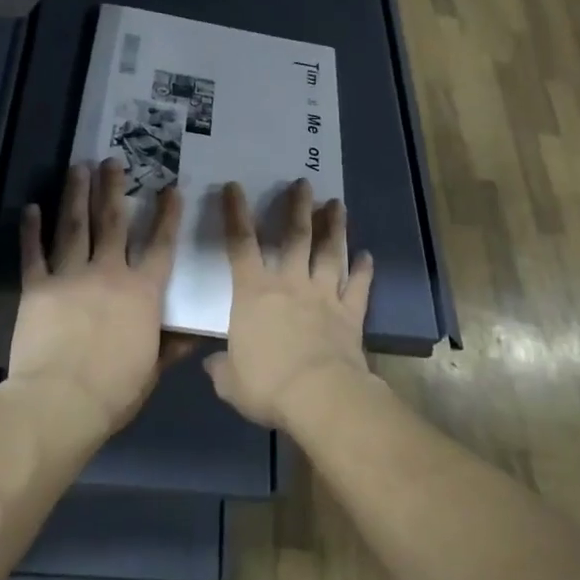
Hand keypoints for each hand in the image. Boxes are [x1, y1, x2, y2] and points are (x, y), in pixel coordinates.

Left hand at [6, 159, 190, 436]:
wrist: (60, 401)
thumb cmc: (114, 391)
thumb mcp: (152, 369)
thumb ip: (172, 346)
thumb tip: (197, 333)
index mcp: (142, 292)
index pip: (160, 246)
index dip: (167, 216)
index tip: (170, 189)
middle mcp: (108, 273)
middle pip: (114, 222)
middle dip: (114, 188)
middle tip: (114, 160)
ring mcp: (70, 276)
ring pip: (75, 226)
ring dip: (77, 194)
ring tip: (79, 167)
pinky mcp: (38, 287)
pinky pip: (34, 252)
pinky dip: (31, 230)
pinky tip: (32, 208)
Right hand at [204, 179, 375, 428]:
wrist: (319, 396)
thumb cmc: (267, 384)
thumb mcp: (230, 381)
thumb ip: (221, 368)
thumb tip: (212, 364)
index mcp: (253, 294)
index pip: (240, 245)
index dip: (236, 214)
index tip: (234, 187)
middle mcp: (290, 284)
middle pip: (295, 237)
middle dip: (297, 207)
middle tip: (303, 183)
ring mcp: (324, 296)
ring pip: (330, 253)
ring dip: (334, 227)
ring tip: (337, 205)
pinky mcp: (350, 314)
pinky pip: (358, 287)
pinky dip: (364, 270)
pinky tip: (367, 256)